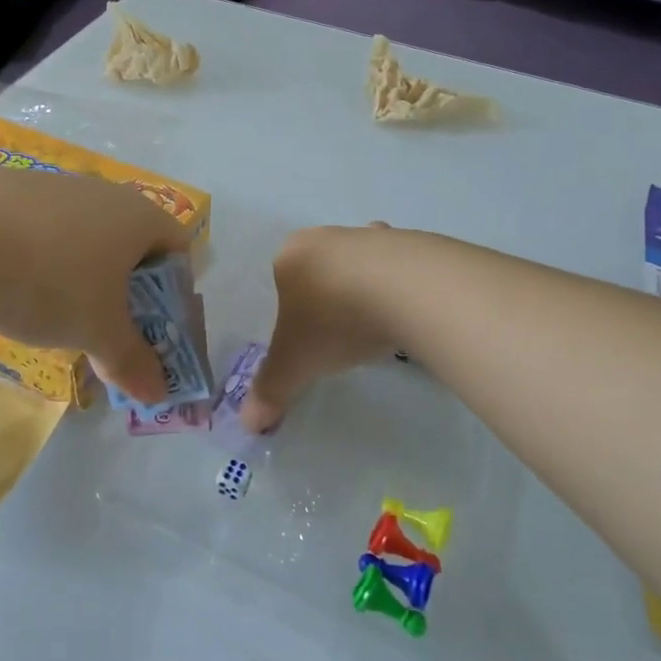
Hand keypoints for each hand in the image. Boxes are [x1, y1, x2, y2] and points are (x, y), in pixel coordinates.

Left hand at [0, 159, 192, 403]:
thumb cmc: (47, 277)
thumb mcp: (96, 330)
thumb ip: (132, 361)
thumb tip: (160, 394)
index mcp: (140, 217)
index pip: (179, 251)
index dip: (176, 297)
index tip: (154, 334)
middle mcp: (105, 194)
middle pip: (133, 248)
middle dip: (127, 296)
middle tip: (109, 337)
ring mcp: (56, 188)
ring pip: (87, 242)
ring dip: (84, 283)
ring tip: (58, 321)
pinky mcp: (12, 192)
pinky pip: (46, 235)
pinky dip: (44, 266)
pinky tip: (15, 292)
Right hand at [242, 224, 399, 431]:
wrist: (407, 290)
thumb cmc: (335, 320)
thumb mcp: (296, 363)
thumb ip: (271, 389)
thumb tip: (248, 424)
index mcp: (292, 254)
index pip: (283, 280)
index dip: (293, 311)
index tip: (310, 337)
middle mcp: (328, 235)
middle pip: (322, 268)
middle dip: (330, 297)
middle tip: (342, 333)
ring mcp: (372, 236)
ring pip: (362, 264)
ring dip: (367, 289)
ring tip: (378, 326)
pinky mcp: (412, 242)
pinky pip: (401, 267)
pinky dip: (403, 287)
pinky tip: (410, 313)